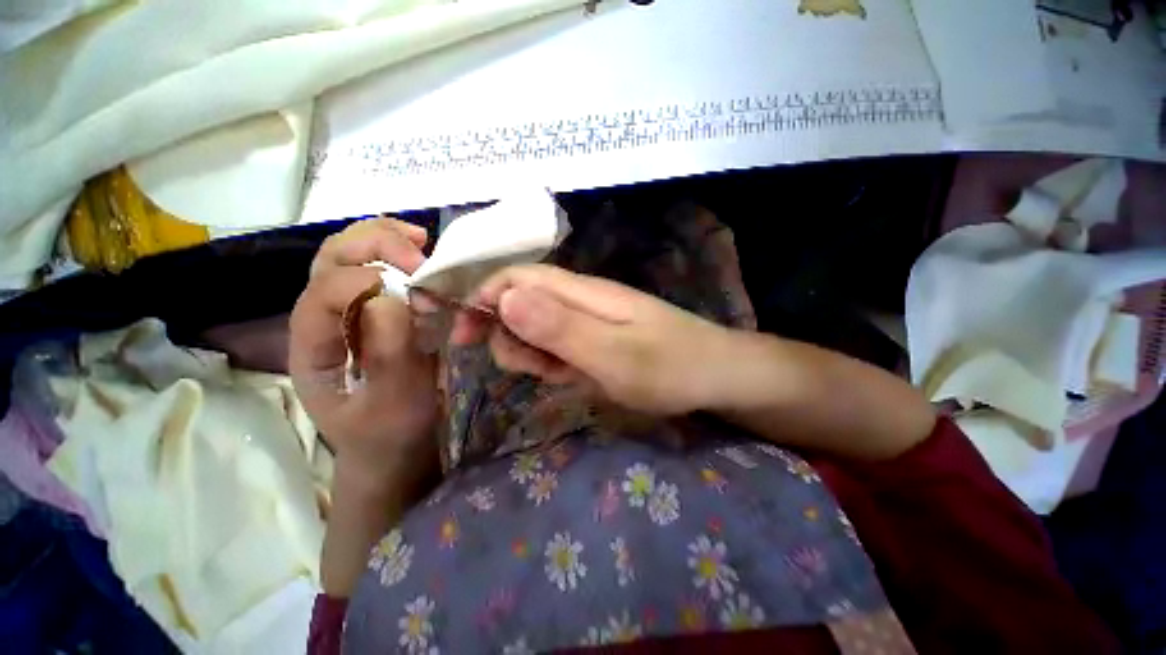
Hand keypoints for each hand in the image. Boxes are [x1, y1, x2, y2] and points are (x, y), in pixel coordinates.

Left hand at [290, 218, 439, 490]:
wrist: (394, 448)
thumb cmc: (391, 434)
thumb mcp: (393, 407)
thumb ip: (389, 358)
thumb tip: (389, 297)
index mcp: (313, 349)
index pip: (322, 295)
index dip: (364, 280)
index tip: (418, 290)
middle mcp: (322, 322)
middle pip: (329, 261)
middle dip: (372, 245)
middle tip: (419, 251)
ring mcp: (348, 314)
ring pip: (347, 256)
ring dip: (381, 239)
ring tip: (420, 240)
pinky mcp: (375, 313)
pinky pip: (377, 268)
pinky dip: (397, 251)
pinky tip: (421, 253)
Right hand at [452, 264, 733, 415]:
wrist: (716, 376)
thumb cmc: (669, 366)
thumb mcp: (612, 355)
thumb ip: (559, 327)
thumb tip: (504, 299)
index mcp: (582, 293)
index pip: (518, 279)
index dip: (484, 299)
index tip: (463, 336)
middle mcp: (582, 301)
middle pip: (523, 303)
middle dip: (508, 333)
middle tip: (529, 368)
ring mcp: (590, 322)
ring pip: (539, 327)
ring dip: (531, 352)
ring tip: (558, 376)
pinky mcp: (597, 341)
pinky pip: (560, 346)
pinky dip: (553, 362)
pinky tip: (569, 377)